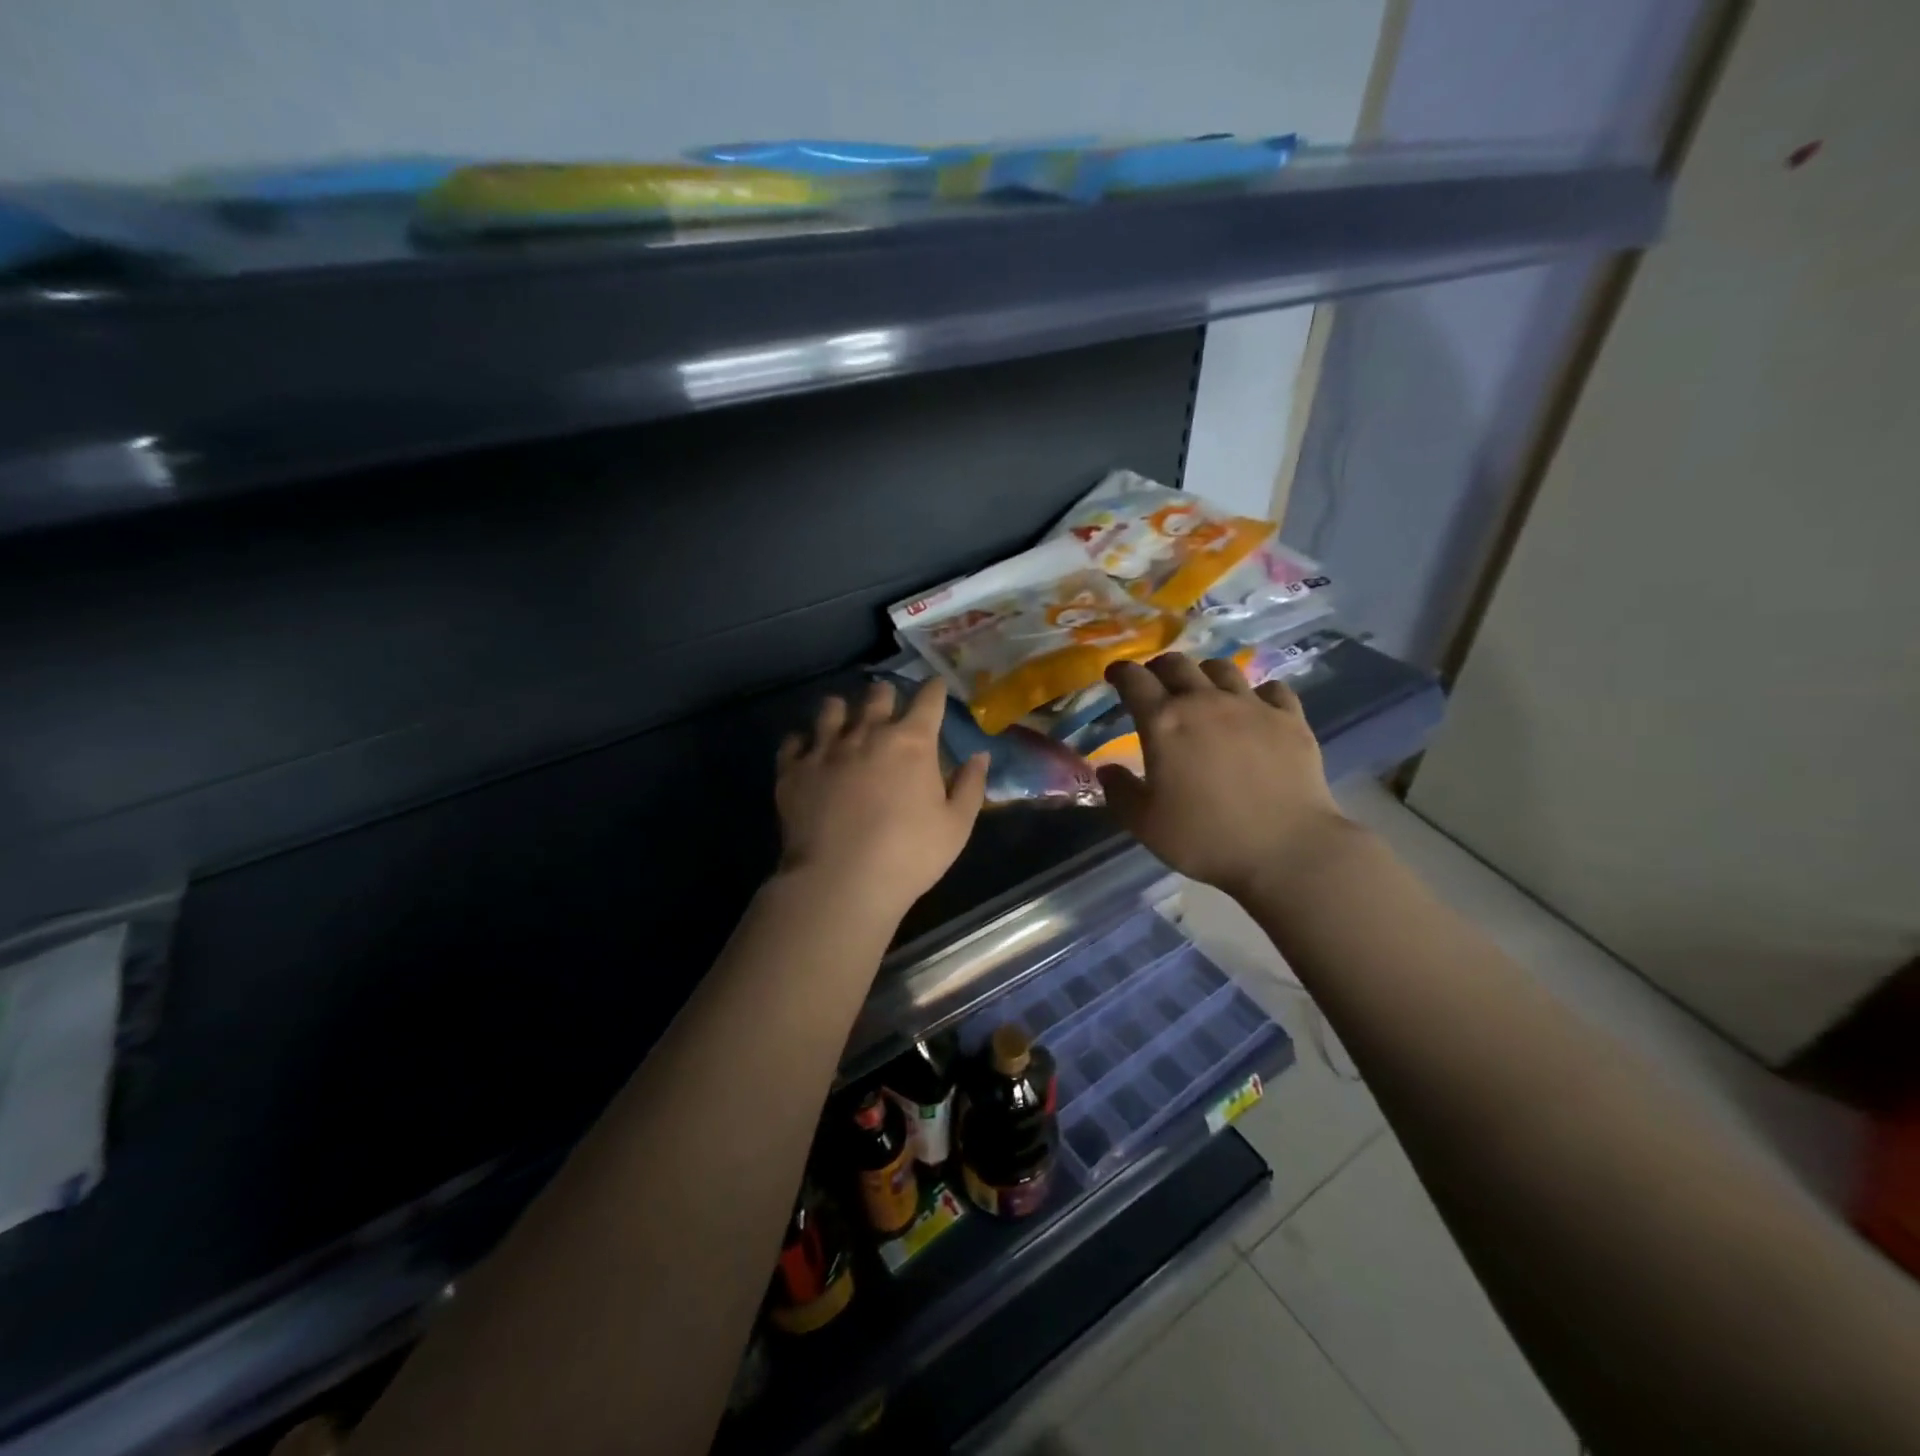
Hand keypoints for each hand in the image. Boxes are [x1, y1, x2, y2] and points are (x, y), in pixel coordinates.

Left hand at [775, 679, 988, 918]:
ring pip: (832, 709)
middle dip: (886, 695)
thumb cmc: (909, 856)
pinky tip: (807, 750)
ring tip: (844, 718)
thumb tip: (979, 755)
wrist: (840, 882)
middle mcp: (867, 733)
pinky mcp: (793, 770)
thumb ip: (970, 786)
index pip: (928, 700)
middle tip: (888, 704)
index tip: (936, 686)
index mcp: (912, 743)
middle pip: (877, 695)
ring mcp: (825, 749)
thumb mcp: (956, 826)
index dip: (934, 690)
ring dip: (843, 710)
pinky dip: (803, 741)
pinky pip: (794, 741)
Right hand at [1097, 654, 1352, 900]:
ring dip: (1204, 674)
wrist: (1286, 850)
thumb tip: (1107, 769)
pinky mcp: (1290, 719)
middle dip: (1159, 668)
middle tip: (1155, 684)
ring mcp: (1251, 706)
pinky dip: (1257, 693)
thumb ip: (1120, 792)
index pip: (1134, 680)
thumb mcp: (1145, 824)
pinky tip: (1255, 708)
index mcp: (1164, 722)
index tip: (1115, 675)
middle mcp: (1205, 702)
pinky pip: (1271, 688)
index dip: (1121, 672)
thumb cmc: (1205, 838)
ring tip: (1203, 691)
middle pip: (1177, 664)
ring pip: (1222, 668)